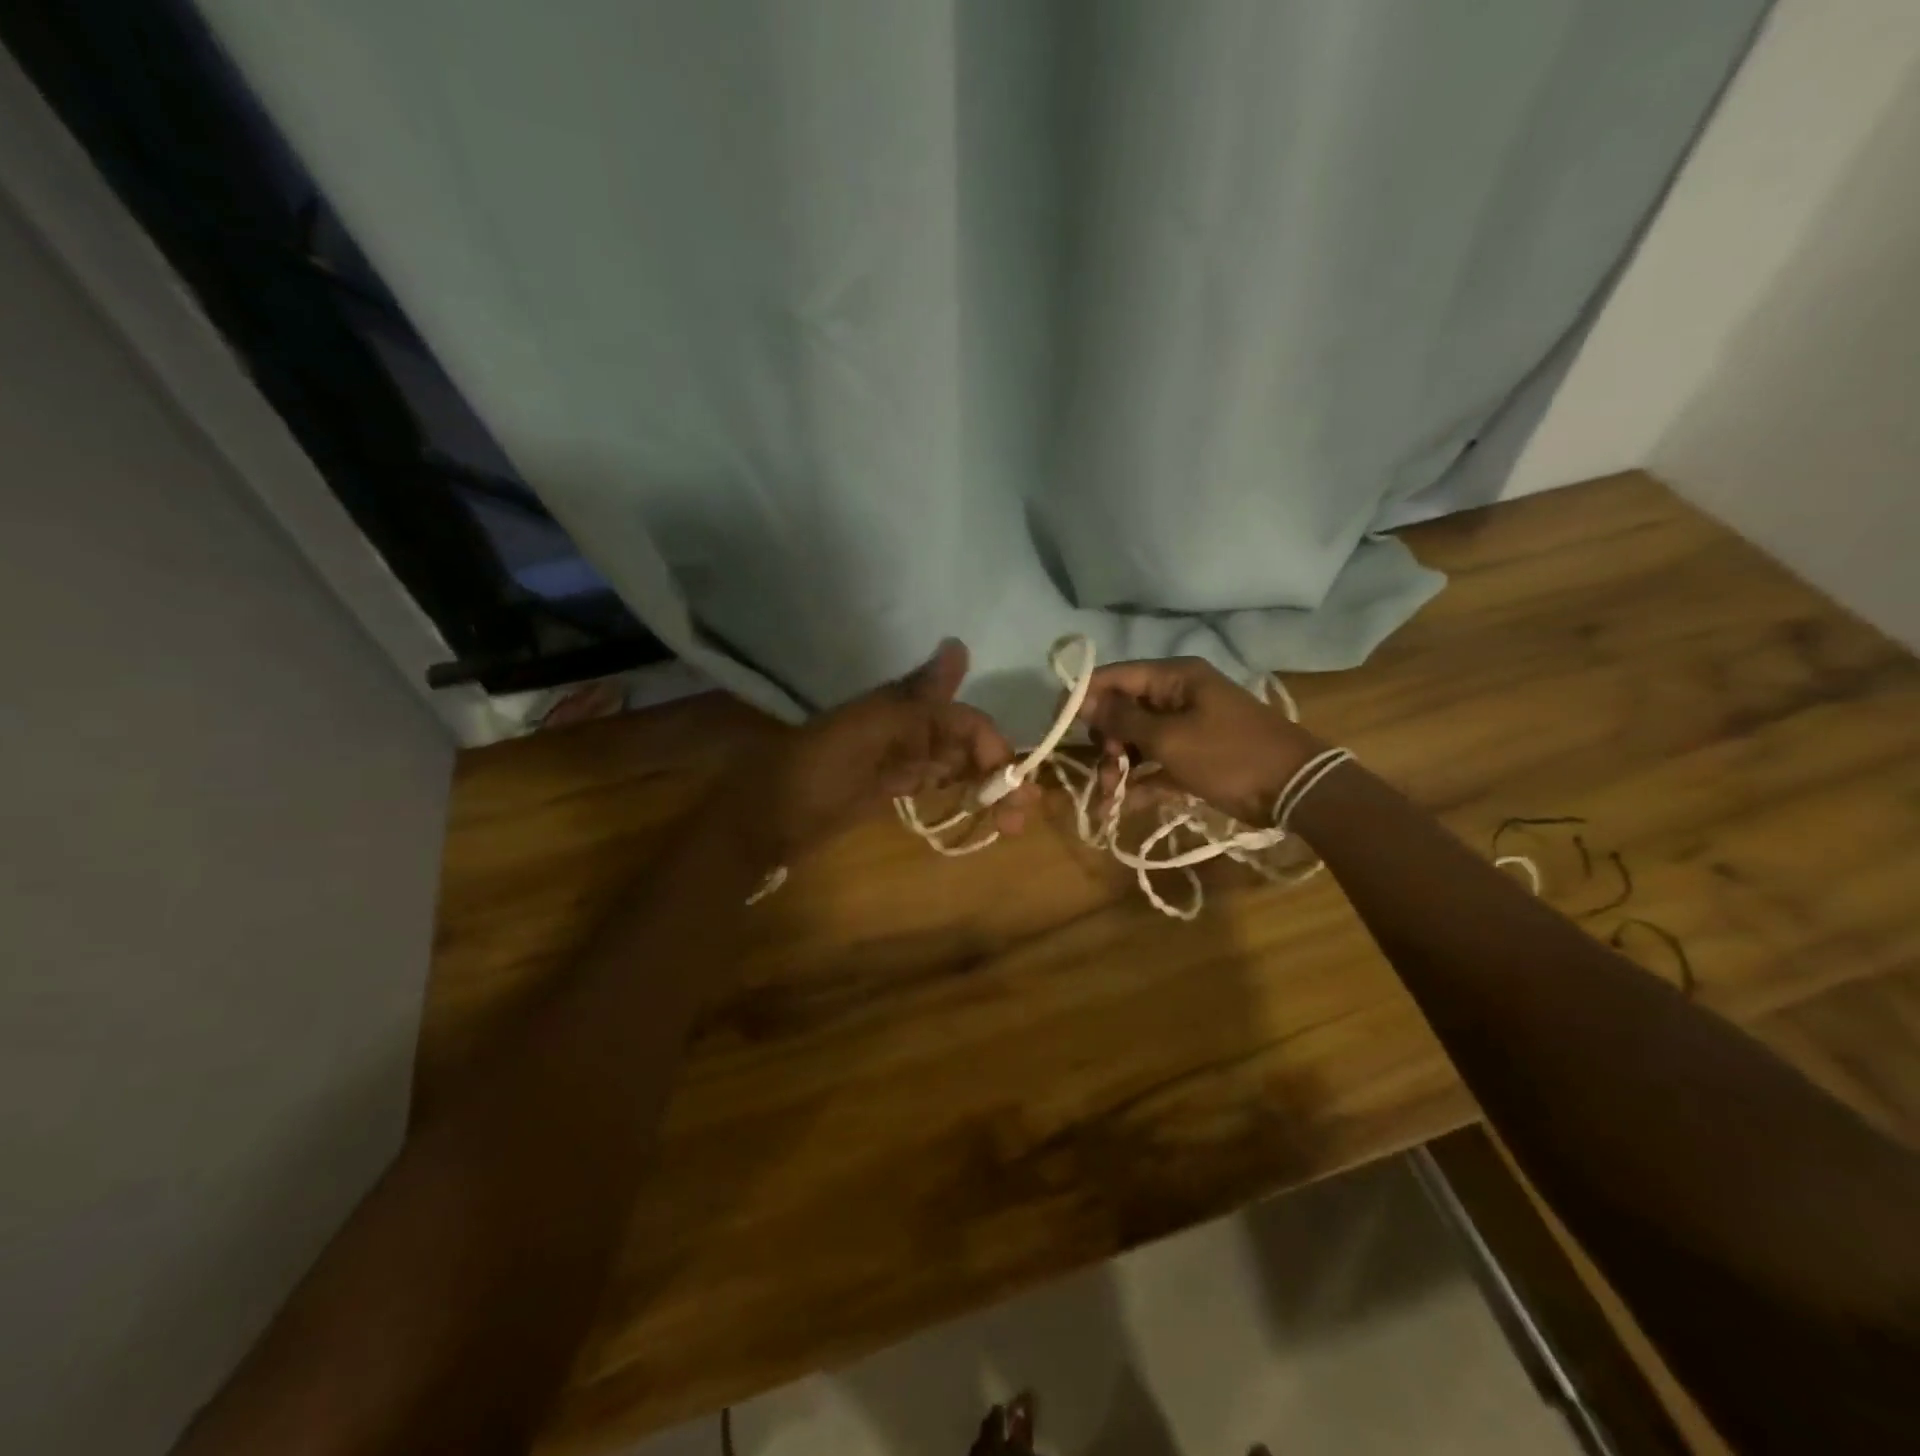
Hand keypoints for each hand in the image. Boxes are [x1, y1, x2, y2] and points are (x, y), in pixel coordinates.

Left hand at [748, 639, 1037, 858]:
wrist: (760, 822)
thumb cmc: (812, 775)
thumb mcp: (864, 734)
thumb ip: (914, 698)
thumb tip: (958, 644)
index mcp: (899, 710)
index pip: (962, 721)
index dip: (992, 748)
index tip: (1014, 787)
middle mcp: (902, 730)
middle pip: (964, 744)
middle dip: (998, 773)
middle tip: (1024, 814)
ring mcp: (894, 761)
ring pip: (954, 766)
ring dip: (985, 789)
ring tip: (1011, 825)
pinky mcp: (886, 789)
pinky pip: (932, 783)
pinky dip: (958, 796)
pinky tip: (980, 814)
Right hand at [1076, 657, 1320, 825]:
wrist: (1294, 789)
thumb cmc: (1229, 755)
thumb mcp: (1170, 738)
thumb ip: (1123, 719)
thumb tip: (1083, 699)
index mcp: (1174, 678)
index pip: (1116, 676)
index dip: (1083, 696)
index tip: (1056, 721)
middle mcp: (1177, 696)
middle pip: (1124, 710)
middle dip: (1106, 741)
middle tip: (1101, 771)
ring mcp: (1187, 727)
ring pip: (1137, 740)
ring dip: (1119, 767)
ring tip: (1108, 797)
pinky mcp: (1194, 756)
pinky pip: (1156, 763)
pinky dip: (1140, 782)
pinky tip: (1121, 806)